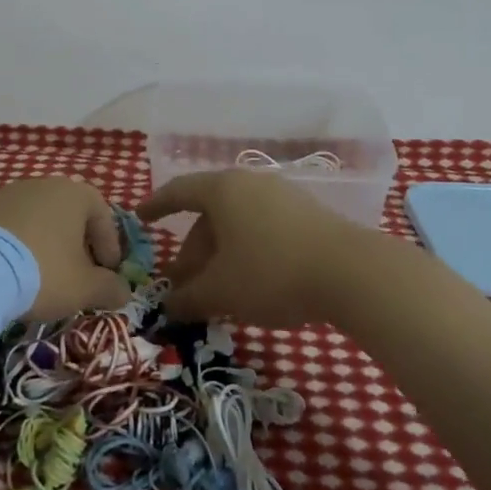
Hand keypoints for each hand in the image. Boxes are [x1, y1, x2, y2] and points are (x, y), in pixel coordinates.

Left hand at [0, 176, 131, 321]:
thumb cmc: (43, 271)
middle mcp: (45, 184)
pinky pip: (11, 227)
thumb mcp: (85, 288)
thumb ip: (110, 288)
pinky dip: (18, 245)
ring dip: (46, 244)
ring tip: (42, 276)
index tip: (107, 274)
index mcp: (75, 194)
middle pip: (70, 215)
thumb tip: (123, 292)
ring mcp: (10, 192)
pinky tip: (12, 271)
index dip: (109, 247)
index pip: (103, 216)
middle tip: (77, 276)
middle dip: (78, 245)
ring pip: (39, 219)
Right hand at [137, 169, 371, 325]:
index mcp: (222, 190)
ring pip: (236, 224)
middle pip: (209, 215)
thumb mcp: (222, 291)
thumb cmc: (271, 272)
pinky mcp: (307, 215)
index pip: (178, 191)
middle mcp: (249, 184)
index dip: (156, 206)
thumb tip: (167, 305)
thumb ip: (188, 298)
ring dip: (219, 256)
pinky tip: (251, 284)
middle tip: (183, 286)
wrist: (351, 272)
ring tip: (217, 293)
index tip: (140, 218)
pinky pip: (261, 229)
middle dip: (192, 251)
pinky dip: (246, 253)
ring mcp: (281, 196)